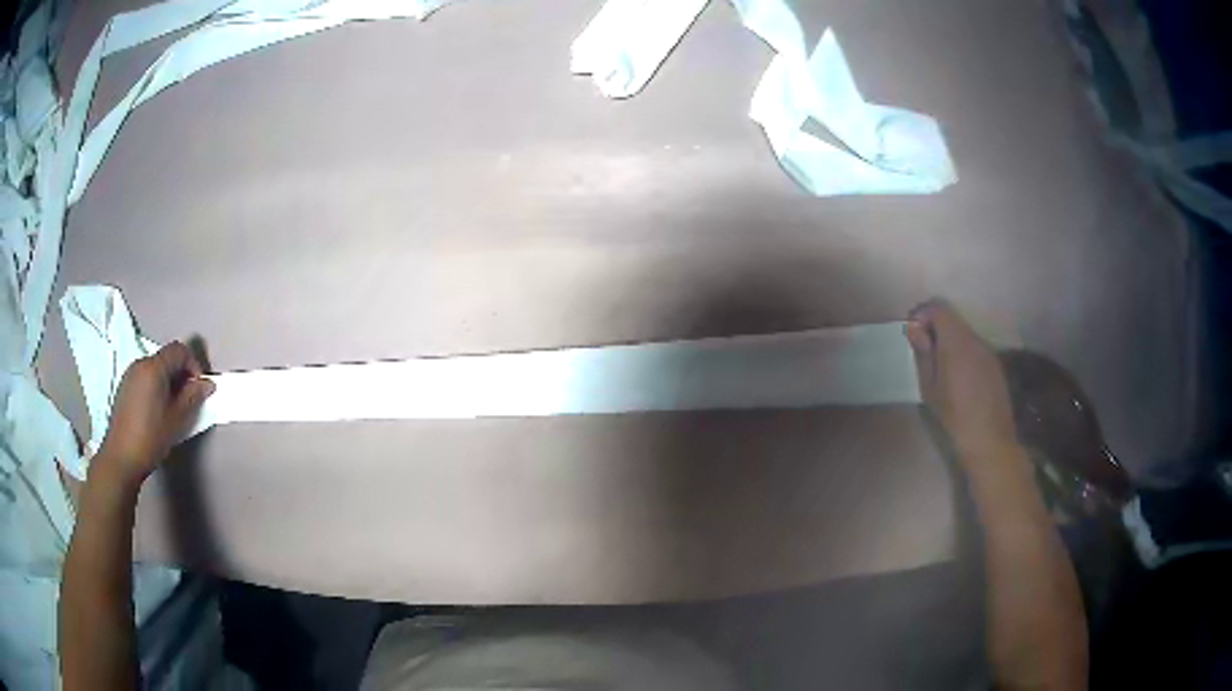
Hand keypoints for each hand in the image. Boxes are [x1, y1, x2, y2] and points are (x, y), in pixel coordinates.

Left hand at [93, 342, 214, 487]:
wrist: (121, 458)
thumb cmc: (151, 438)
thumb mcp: (177, 419)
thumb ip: (192, 396)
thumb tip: (207, 384)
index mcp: (154, 367)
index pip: (179, 350)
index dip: (193, 365)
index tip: (198, 388)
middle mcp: (140, 363)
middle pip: (166, 357)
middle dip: (180, 374)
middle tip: (187, 400)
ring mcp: (130, 374)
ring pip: (155, 368)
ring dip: (168, 381)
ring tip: (172, 407)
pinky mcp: (124, 387)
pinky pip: (144, 378)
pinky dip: (155, 386)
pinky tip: (156, 411)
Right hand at [904, 300, 1018, 458]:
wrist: (989, 438)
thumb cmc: (954, 416)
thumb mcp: (930, 387)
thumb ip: (923, 354)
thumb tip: (915, 329)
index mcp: (956, 343)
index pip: (938, 310)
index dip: (923, 314)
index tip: (913, 331)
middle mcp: (974, 339)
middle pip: (952, 318)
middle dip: (935, 326)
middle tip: (923, 348)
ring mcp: (987, 349)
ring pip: (964, 332)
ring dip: (949, 339)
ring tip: (939, 363)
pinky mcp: (994, 362)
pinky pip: (974, 345)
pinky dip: (962, 349)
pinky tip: (958, 374)